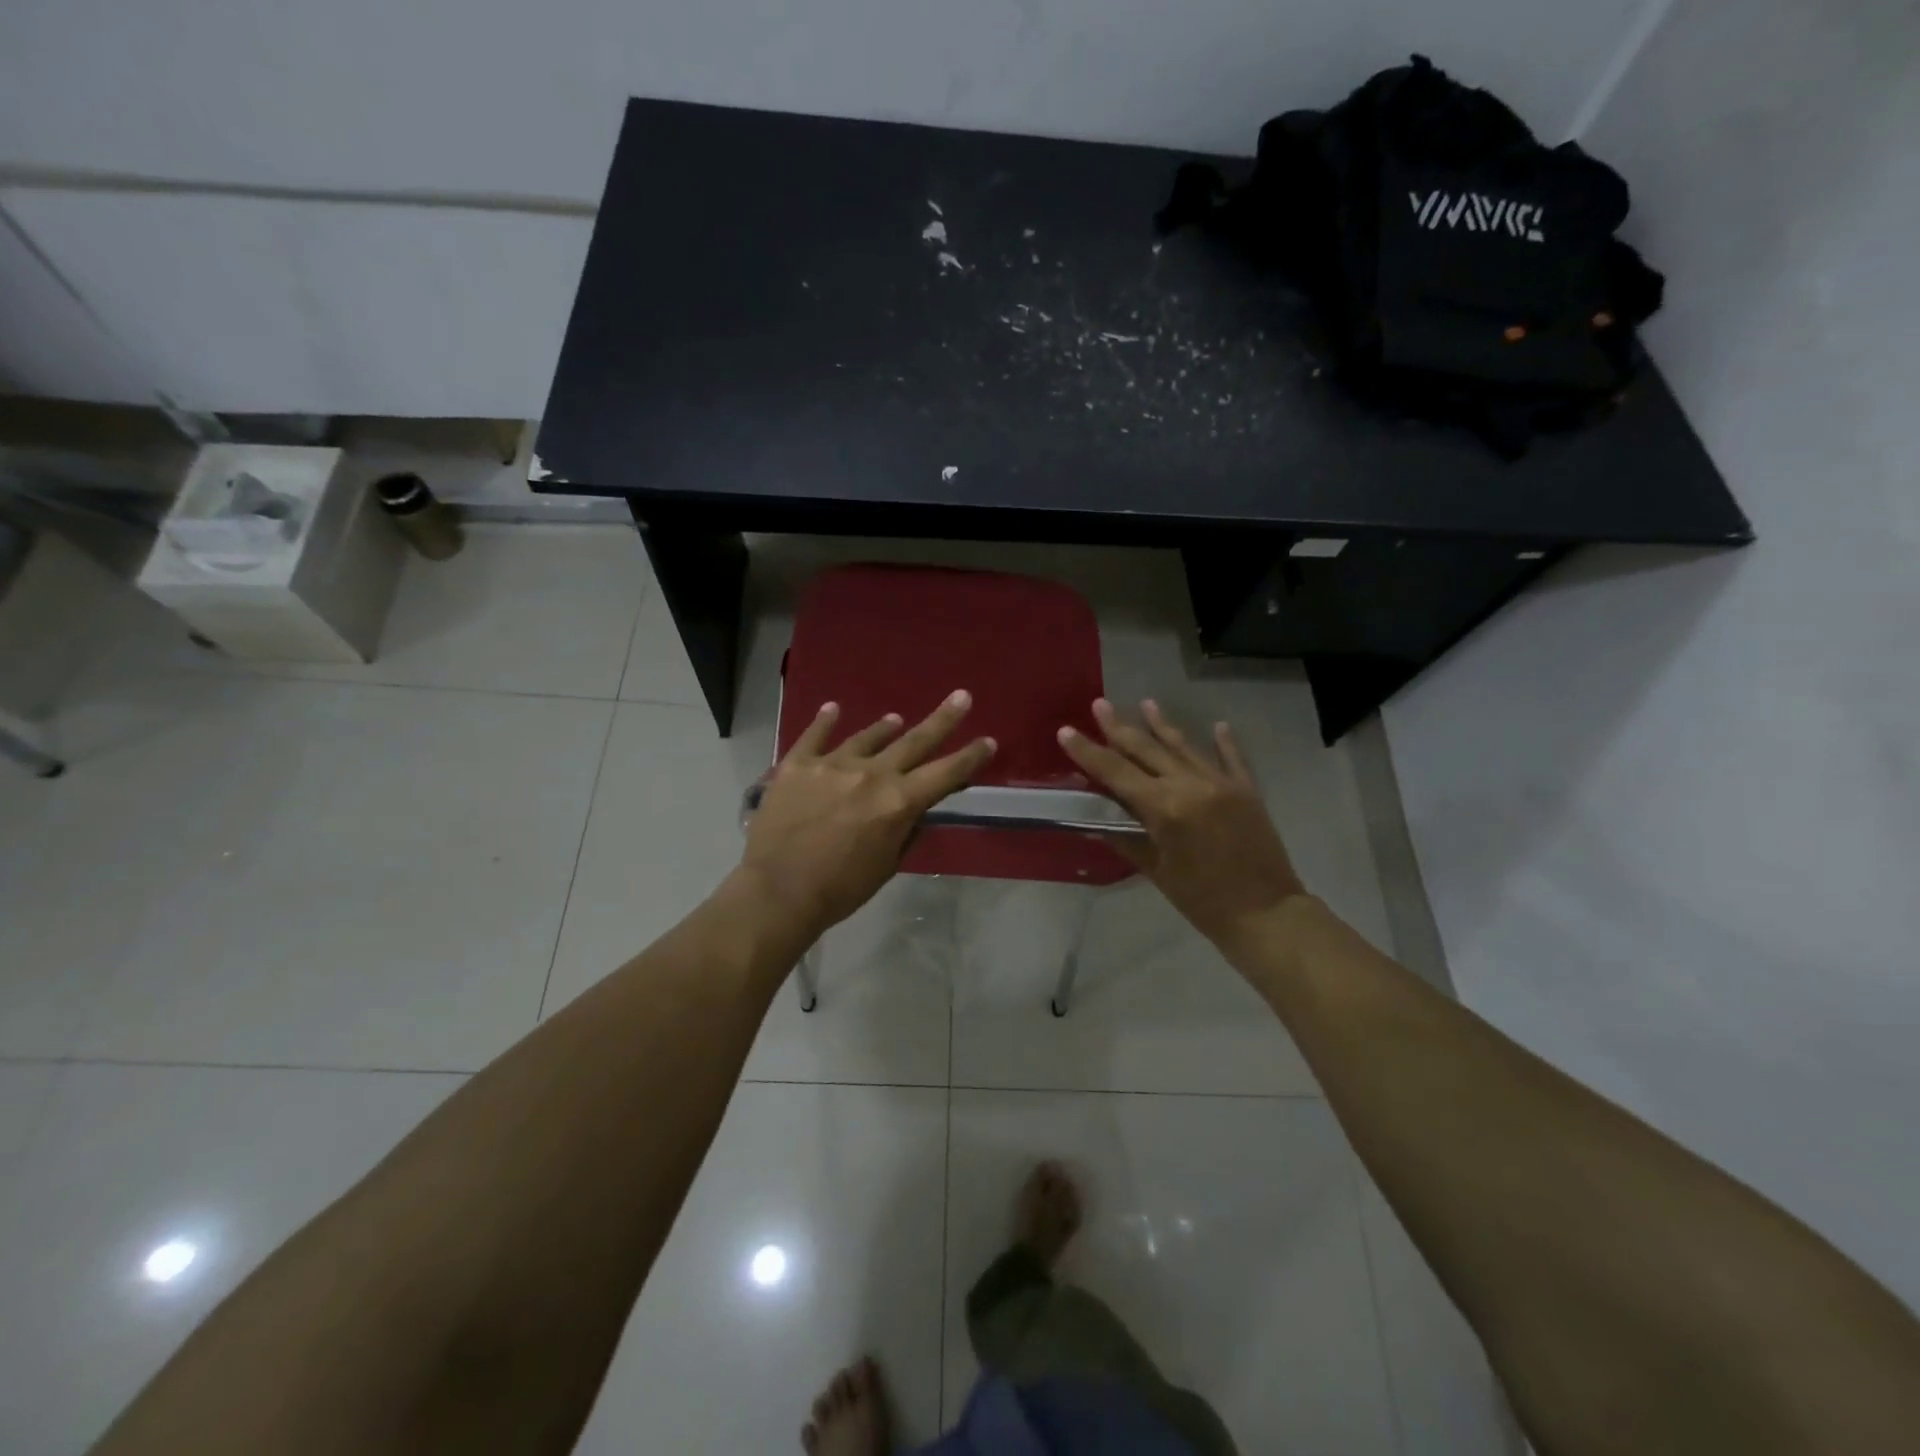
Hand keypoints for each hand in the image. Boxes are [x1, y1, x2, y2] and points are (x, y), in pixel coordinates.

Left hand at [738, 691, 995, 935]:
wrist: (777, 891)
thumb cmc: (840, 889)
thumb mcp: (887, 865)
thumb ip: (904, 831)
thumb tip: (913, 811)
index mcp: (898, 802)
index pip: (945, 774)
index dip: (970, 758)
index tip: (988, 741)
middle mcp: (871, 774)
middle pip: (914, 741)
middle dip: (942, 719)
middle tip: (961, 697)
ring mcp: (832, 764)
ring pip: (866, 737)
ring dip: (884, 728)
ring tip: (895, 719)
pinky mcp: (797, 765)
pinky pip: (814, 736)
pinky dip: (825, 722)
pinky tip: (833, 709)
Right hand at [1058, 699, 1305, 945]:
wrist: (1266, 913)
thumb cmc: (1202, 900)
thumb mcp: (1156, 871)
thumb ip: (1126, 837)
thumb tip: (1098, 818)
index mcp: (1164, 807)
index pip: (1115, 772)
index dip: (1088, 751)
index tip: (1066, 731)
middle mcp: (1190, 785)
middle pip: (1146, 749)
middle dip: (1119, 727)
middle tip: (1100, 704)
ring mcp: (1221, 783)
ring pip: (1183, 746)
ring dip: (1162, 725)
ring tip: (1145, 703)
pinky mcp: (1246, 790)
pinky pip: (1231, 758)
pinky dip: (1223, 742)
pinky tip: (1217, 725)